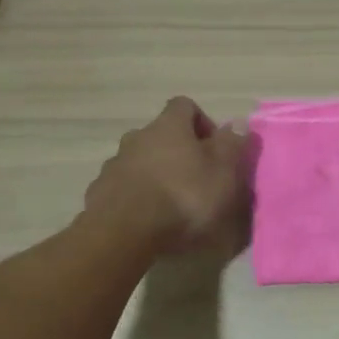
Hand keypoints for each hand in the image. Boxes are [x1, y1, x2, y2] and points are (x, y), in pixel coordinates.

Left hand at [84, 97, 248, 255]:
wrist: (125, 232)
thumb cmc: (184, 197)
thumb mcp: (223, 171)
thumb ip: (232, 145)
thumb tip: (239, 123)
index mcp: (169, 126)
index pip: (185, 106)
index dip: (202, 123)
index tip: (215, 149)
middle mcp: (137, 137)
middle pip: (160, 135)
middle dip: (178, 153)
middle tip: (196, 180)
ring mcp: (114, 164)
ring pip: (140, 161)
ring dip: (156, 175)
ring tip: (171, 206)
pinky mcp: (100, 192)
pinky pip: (123, 187)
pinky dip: (136, 197)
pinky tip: (147, 221)